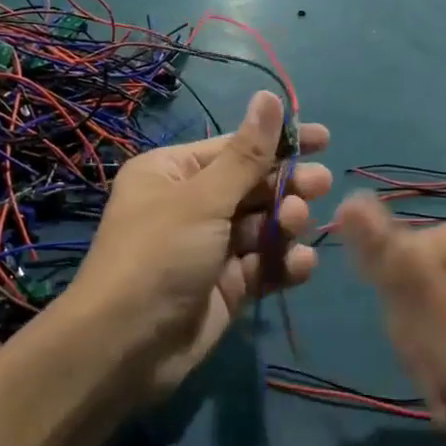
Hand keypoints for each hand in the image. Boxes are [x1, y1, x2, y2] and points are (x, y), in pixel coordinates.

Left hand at [72, 91, 328, 397]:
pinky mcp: (224, 287)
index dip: (279, 141)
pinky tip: (300, 265)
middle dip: (286, 185)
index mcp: (174, 172)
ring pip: (260, 226)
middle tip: (319, 185)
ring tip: (296, 225)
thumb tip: (269, 96)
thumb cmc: (158, 254)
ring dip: (284, 224)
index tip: (323, 139)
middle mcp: (190, 204)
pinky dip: (281, 263)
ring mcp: (208, 248)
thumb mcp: (204, 198)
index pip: (235, 146)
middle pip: (251, 186)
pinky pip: (261, 265)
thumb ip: (247, 154)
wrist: (123, 349)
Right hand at [337, 196, 445, 445]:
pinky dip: (445, 360)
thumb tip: (347, 203)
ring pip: (422, 301)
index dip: (413, 319)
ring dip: (432, 358)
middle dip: (425, 343)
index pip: (410, 256)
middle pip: (415, 277)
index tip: (442, 375)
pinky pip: (442, 314)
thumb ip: (405, 277)